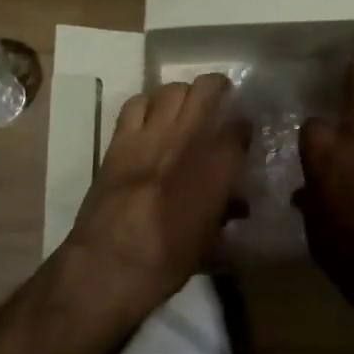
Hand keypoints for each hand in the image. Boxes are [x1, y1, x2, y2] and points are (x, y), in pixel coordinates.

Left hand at [63, 73, 248, 322]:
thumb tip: (236, 204)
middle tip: (220, 96)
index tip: (244, 130)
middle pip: (206, 91)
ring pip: (171, 90)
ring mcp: (151, 136)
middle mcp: (187, 140)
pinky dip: (147, 103)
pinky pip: (135, 104)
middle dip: (218, 88)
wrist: (109, 265)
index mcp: (217, 167)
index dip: (244, 126)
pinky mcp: (120, 141)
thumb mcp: (210, 242)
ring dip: (182, 92)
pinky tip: (151, 114)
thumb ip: (225, 213)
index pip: (239, 129)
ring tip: (185, 103)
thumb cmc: (168, 262)